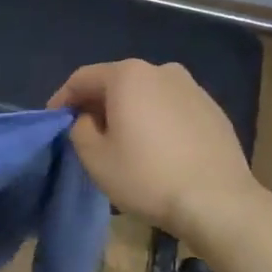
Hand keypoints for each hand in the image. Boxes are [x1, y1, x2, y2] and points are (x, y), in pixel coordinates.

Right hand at [49, 60, 255, 236]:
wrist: (218, 201)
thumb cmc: (147, 177)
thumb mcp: (95, 158)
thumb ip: (79, 129)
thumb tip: (88, 119)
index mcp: (128, 75)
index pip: (82, 78)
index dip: (63, 98)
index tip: (54, 120)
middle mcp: (161, 70)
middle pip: (116, 82)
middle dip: (97, 104)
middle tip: (85, 132)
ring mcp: (192, 88)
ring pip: (147, 94)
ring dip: (129, 112)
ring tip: (123, 141)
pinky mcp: (213, 109)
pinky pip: (172, 108)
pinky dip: (156, 121)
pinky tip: (156, 148)